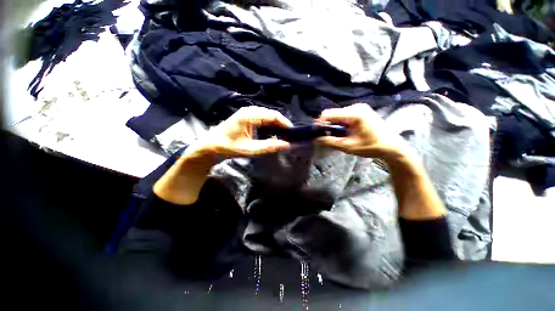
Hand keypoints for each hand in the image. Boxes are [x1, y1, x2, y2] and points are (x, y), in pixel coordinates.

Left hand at [186, 106, 292, 160]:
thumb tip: (286, 145)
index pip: (274, 116)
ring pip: (267, 117)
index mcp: (250, 115)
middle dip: (281, 125)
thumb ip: (268, 147)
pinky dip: (268, 127)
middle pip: (271, 115)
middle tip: (287, 137)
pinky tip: (270, 135)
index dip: (285, 124)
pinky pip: (262, 119)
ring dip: (275, 126)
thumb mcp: (250, 149)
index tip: (292, 134)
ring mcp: (247, 113)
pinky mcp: (246, 117)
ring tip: (281, 137)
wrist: (210, 146)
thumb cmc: (229, 147)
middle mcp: (250, 110)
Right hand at [316, 103, 409, 158]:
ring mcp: (359, 108)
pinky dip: (341, 124)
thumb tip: (315, 139)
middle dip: (327, 125)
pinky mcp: (361, 111)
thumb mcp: (348, 146)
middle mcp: (356, 106)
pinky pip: (345, 116)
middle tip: (327, 137)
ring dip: (334, 125)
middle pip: (333, 114)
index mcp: (354, 113)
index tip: (317, 133)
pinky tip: (344, 132)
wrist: (392, 146)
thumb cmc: (371, 146)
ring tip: (337, 136)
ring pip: (338, 115)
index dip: (320, 123)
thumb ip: (329, 141)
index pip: (328, 113)